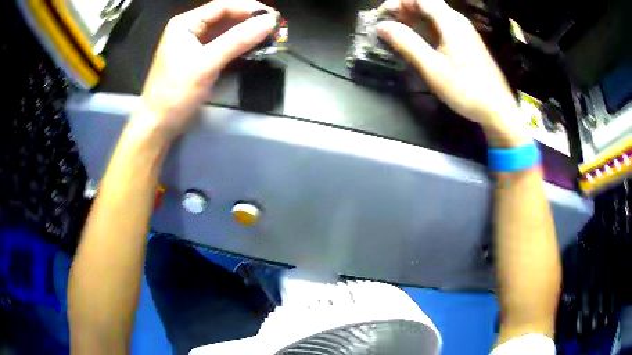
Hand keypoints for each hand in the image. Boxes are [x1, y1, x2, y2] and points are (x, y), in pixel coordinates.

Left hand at [135, 0, 276, 142]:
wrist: (159, 124)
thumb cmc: (176, 93)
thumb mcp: (206, 64)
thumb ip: (237, 40)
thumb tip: (268, 22)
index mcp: (185, 24)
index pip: (222, 6)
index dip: (249, 8)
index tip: (273, 16)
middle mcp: (190, 28)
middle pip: (225, 16)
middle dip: (250, 20)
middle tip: (275, 27)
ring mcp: (194, 43)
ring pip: (225, 30)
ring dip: (247, 32)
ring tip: (269, 36)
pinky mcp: (199, 57)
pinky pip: (223, 44)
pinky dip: (239, 44)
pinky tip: (253, 46)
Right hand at [377, 0, 528, 146]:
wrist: (498, 110)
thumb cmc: (467, 90)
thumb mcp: (433, 68)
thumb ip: (407, 44)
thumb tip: (382, 26)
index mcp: (450, 22)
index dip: (398, 2)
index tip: (382, 16)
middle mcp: (458, 21)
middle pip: (426, 4)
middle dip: (403, 10)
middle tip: (386, 26)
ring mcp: (464, 32)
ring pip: (434, 15)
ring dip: (413, 20)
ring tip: (397, 34)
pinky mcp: (467, 43)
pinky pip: (442, 27)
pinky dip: (425, 29)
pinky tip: (418, 43)